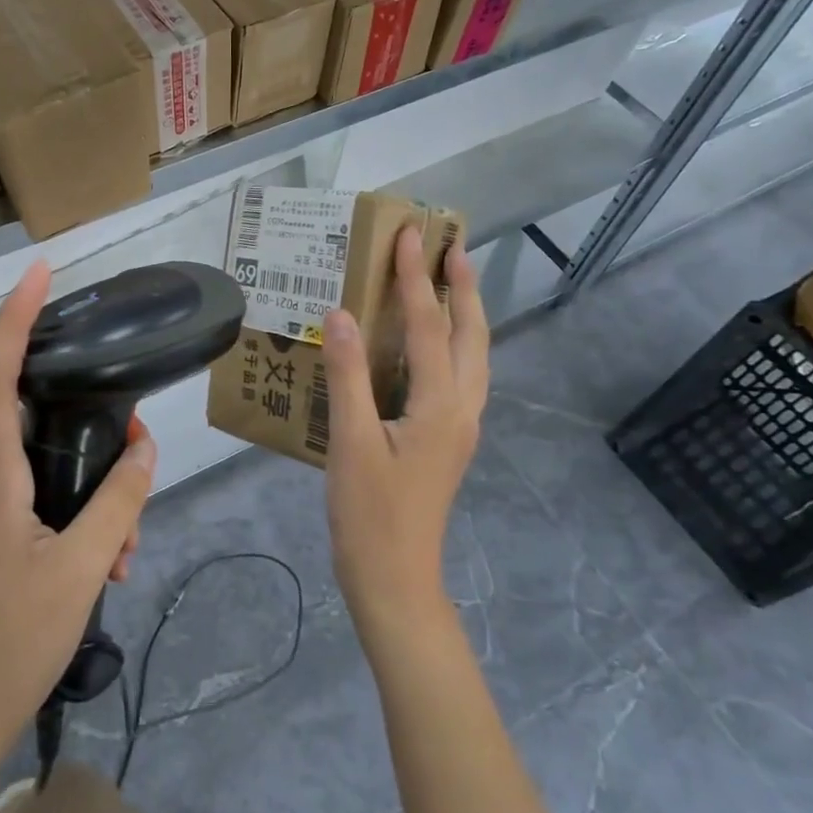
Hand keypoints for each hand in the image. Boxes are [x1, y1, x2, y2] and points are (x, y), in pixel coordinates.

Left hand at [0, 260, 156, 758]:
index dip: (14, 317)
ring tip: (126, 546)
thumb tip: (144, 445)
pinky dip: (77, 513)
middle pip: (33, 416)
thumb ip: (118, 501)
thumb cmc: (8, 645)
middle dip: (93, 425)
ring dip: (93, 488)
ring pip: (44, 466)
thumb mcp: (81, 571)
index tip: (40, 272)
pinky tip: (107, 560)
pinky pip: (37, 498)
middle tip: (140, 451)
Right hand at [322, 227, 488, 643]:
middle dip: (462, 285)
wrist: (396, 579)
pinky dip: (451, 340)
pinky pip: (460, 373)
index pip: (428, 324)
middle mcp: (463, 407)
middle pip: (470, 333)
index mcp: (441, 404)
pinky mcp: (450, 437)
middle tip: (449, 244)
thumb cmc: (369, 514)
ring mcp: (461, 424)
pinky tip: (431, 340)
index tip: (409, 234)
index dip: (416, 277)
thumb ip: (348, 374)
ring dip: (463, 311)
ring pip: (472, 353)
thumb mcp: (351, 442)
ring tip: (449, 278)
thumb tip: (341, 314)